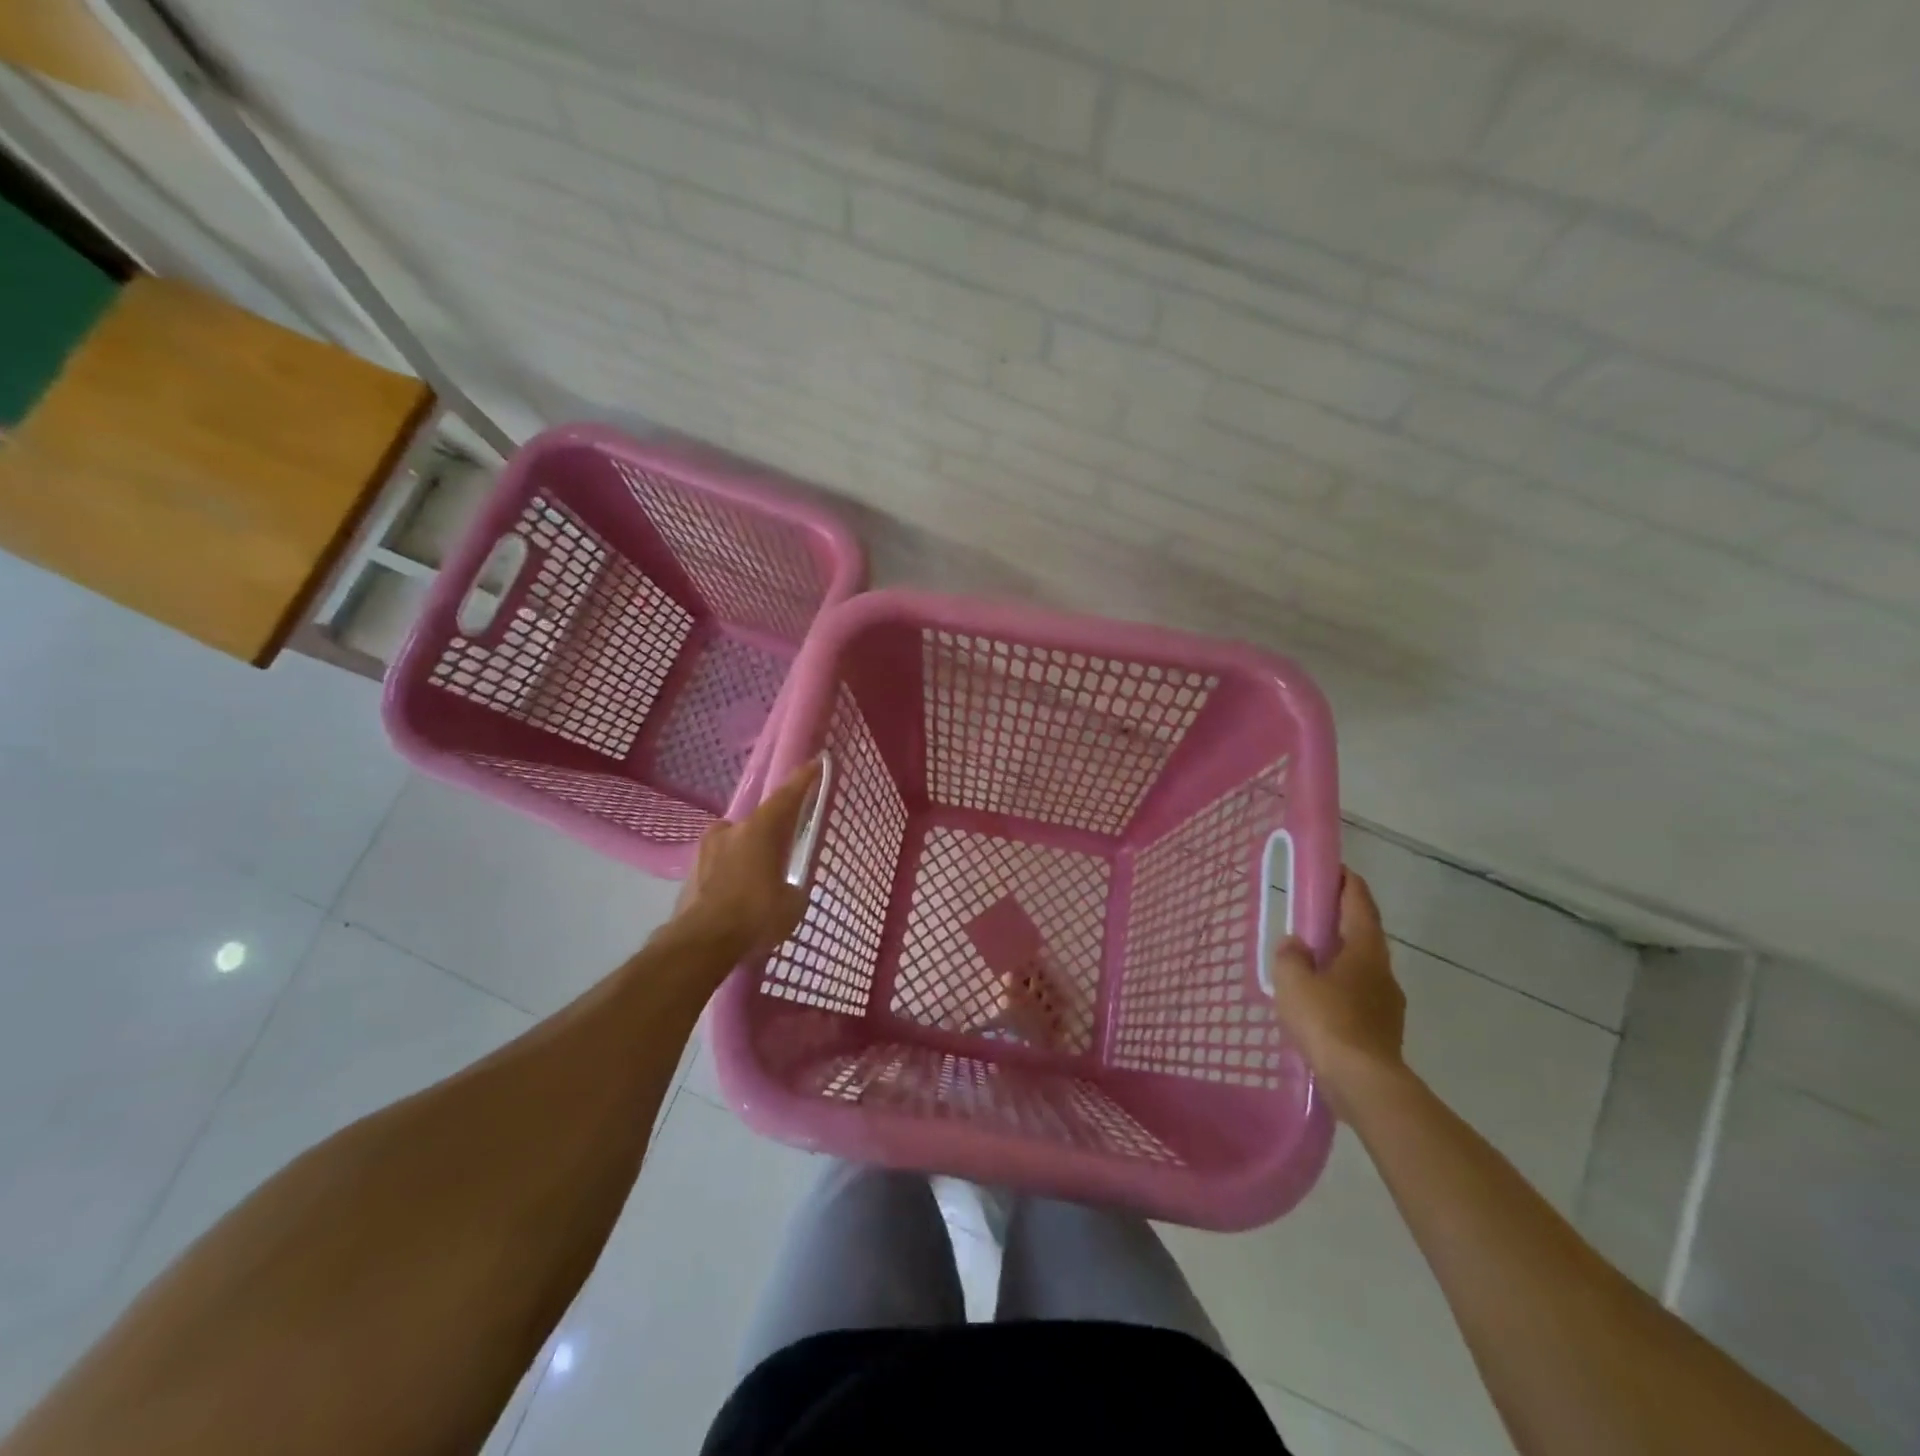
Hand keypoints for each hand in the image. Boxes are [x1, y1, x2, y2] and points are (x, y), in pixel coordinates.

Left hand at [674, 758, 821, 960]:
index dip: (804, 779)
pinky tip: (737, 900)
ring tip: (758, 883)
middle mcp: (731, 830)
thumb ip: (792, 887)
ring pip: (735, 846)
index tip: (815, 762)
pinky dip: (731, 877)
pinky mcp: (689, 874)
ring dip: (748, 857)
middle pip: (757, 824)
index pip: (787, 796)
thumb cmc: (755, 915)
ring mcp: (705, 851)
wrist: (700, 943)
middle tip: (782, 853)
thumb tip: (786, 888)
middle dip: (771, 835)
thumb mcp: (792, 903)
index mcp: (760, 829)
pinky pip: (719, 868)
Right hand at [1271, 872, 1406, 1116]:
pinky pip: (1359, 995)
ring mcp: (1388, 1003)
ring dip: (1341, 955)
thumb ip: (1289, 956)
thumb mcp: (1292, 981)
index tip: (1336, 869)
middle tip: (1316, 911)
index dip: (1348, 883)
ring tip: (1312, 958)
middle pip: (1364, 934)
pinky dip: (1341, 986)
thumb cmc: (1328, 1022)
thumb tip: (1295, 944)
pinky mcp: (1383, 1030)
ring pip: (1362, 967)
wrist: (1365, 1084)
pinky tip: (1320, 1000)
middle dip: (1343, 919)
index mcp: (1364, 950)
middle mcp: (1382, 971)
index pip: (1359, 904)